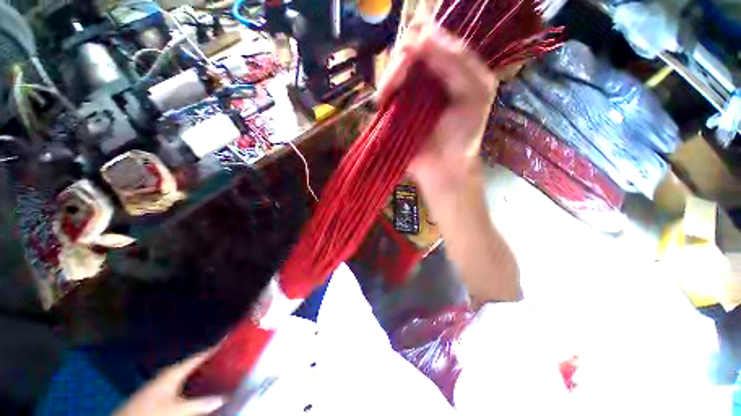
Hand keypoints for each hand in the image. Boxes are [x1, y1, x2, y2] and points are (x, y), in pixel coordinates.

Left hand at [113, 352, 224, 415]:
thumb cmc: (152, 413)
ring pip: (189, 374)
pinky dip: (195, 383)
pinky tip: (201, 389)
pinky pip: (184, 383)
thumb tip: (224, 397)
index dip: (215, 347)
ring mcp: (164, 384)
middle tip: (230, 358)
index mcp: (174, 372)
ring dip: (203, 373)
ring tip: (220, 372)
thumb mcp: (177, 411)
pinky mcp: (161, 393)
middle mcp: (170, 374)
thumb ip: (201, 404)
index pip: (199, 355)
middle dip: (212, 361)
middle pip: (195, 364)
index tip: (230, 338)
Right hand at [377, 23, 498, 190]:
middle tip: (397, 82)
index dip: (417, 39)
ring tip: (386, 97)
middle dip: (399, 64)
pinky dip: (381, 95)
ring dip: (387, 80)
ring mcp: (409, 95)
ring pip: (391, 72)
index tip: (411, 52)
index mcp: (448, 69)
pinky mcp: (395, 113)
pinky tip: (382, 103)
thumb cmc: (463, 134)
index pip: (429, 39)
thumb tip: (421, 35)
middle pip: (405, 53)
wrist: (444, 167)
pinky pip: (384, 95)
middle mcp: (427, 78)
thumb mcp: (475, 92)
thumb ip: (456, 61)